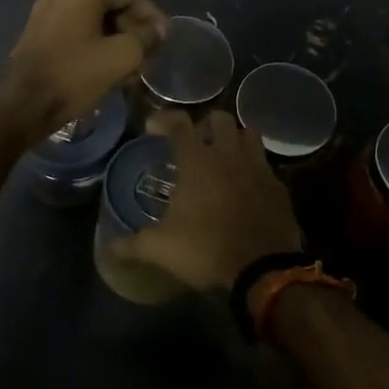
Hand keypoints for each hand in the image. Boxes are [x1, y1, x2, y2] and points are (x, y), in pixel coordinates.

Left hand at [0, 0, 167, 139]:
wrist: (23, 106)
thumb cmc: (75, 75)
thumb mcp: (122, 56)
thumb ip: (146, 38)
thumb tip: (157, 30)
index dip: (153, 14)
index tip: (165, 39)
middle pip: (110, 6)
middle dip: (134, 29)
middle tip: (149, 55)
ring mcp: (44, 14)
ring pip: (93, 22)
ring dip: (116, 40)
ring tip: (131, 67)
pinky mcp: (35, 36)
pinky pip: (75, 33)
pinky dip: (95, 46)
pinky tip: (105, 70)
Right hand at [104, 110, 303, 291]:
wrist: (262, 270)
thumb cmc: (206, 249)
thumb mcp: (161, 248)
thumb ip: (133, 244)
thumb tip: (109, 247)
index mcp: (197, 161)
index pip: (178, 123)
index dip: (163, 119)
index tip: (152, 127)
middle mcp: (228, 154)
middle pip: (219, 119)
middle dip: (204, 124)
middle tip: (194, 142)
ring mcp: (257, 167)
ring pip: (248, 134)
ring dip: (234, 139)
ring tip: (223, 155)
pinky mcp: (278, 186)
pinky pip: (265, 165)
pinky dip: (253, 167)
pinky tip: (246, 185)